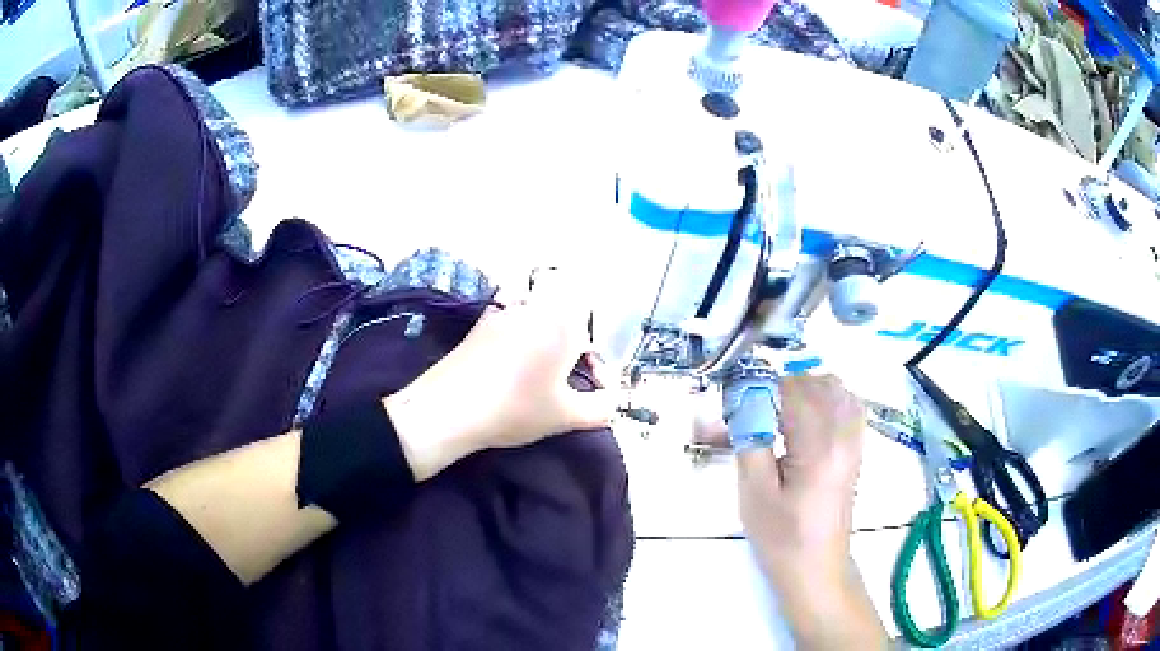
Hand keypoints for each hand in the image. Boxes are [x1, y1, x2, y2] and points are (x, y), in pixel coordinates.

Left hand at [385, 270, 616, 480]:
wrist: (450, 407)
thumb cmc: (516, 408)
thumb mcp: (566, 415)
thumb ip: (601, 408)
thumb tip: (612, 404)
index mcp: (564, 323)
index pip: (594, 336)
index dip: (598, 366)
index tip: (595, 390)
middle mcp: (537, 308)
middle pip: (567, 322)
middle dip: (574, 351)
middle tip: (568, 383)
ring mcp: (505, 311)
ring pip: (539, 320)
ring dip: (548, 343)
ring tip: (541, 377)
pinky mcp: (481, 322)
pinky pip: (513, 323)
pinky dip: (521, 340)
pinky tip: (512, 368)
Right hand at [736, 375, 886, 648]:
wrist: (816, 567)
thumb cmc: (781, 536)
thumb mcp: (754, 492)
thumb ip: (749, 438)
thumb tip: (738, 402)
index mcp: (818, 446)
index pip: (790, 391)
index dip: (757, 389)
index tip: (732, 405)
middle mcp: (843, 434)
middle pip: (811, 383)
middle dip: (775, 390)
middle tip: (748, 415)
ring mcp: (854, 440)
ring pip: (832, 387)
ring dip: (800, 391)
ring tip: (774, 415)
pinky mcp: (856, 447)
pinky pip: (846, 403)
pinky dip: (824, 398)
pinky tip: (804, 417)